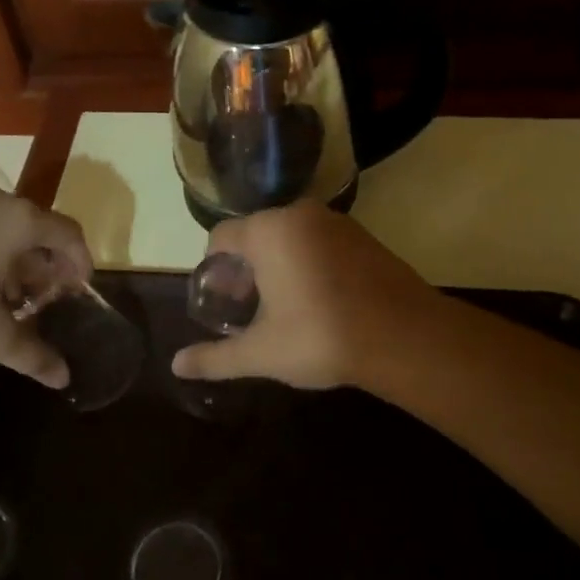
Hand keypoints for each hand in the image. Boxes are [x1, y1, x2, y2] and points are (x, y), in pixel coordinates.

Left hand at [0, 186, 91, 386]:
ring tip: (12, 302)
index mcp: (19, 219)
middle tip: (46, 302)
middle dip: (47, 267)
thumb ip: (35, 354)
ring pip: (6, 229)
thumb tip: (64, 379)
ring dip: (18, 263)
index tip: (79, 292)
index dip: (81, 263)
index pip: (69, 233)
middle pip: (38, 229)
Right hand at [170, 201, 436, 388]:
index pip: (221, 237)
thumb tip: (176, 365)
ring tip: (283, 307)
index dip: (214, 269)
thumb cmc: (321, 337)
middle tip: (249, 308)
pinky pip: (319, 241)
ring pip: (289, 237)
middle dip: (246, 269)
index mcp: (268, 231)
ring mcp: (336, 222)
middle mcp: (299, 214)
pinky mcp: (363, 235)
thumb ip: (216, 357)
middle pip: (255, 235)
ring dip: (277, 265)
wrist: (404, 336)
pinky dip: (308, 262)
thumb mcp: (261, 352)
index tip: (221, 301)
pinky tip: (319, 300)